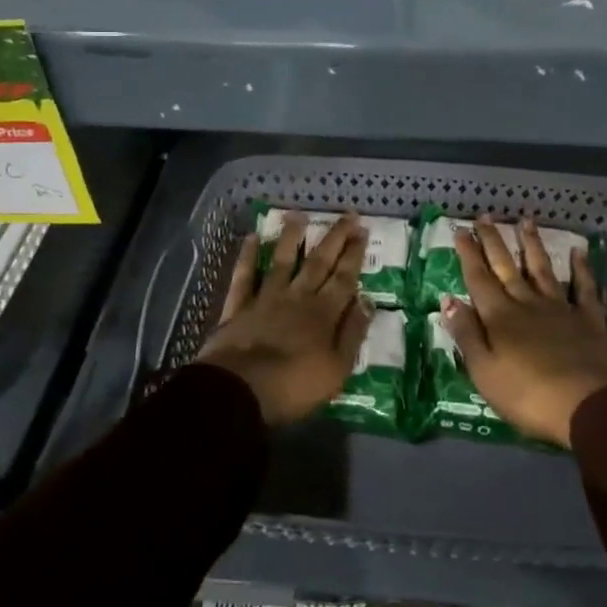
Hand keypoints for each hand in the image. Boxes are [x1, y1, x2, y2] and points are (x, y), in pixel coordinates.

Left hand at [197, 212, 371, 425]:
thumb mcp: (337, 369)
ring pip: (281, 261)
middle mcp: (297, 297)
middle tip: (346, 215)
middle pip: (318, 262)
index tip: (362, 230)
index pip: (344, 277)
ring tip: (298, 214)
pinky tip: (250, 238)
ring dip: (291, 237)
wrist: (239, 391)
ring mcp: (266, 299)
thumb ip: (352, 333)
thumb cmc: (294, 387)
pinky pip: (243, 276)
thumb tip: (367, 301)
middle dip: (334, 238)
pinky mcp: (238, 307)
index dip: (354, 253)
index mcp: (324, 313)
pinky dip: (246, 256)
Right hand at [444, 217, 606, 447]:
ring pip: (543, 269)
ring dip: (532, 244)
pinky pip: (585, 288)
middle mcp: (528, 303)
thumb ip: (466, 334)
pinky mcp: (590, 319)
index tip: (461, 230)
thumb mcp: (485, 372)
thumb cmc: (529, 396)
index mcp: (499, 317)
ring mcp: (561, 308)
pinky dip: (582, 268)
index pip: (478, 278)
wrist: (589, 406)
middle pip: (507, 267)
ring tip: (525, 221)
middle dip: (494, 241)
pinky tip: (579, 251)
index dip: (468, 254)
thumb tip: (448, 299)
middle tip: (485, 216)